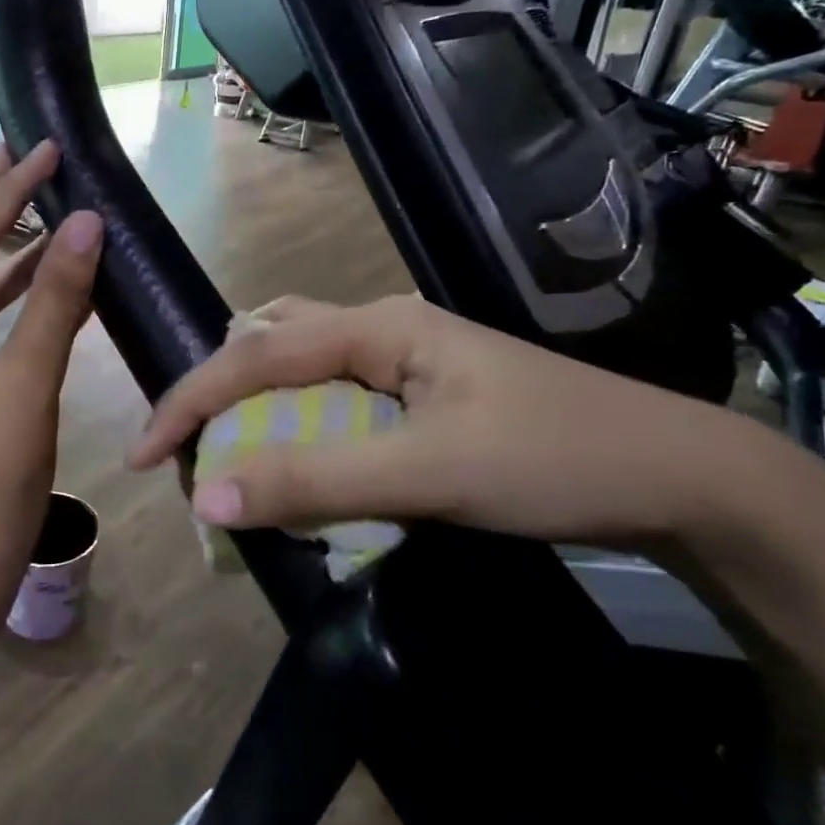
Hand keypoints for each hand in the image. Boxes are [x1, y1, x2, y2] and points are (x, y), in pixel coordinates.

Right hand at [129, 295, 759, 548]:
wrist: (679, 478)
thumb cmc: (554, 460)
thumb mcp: (427, 473)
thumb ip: (315, 482)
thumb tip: (207, 498)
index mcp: (378, 326)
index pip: (256, 353)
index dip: (192, 400)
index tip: (145, 456)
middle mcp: (383, 330)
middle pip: (272, 341)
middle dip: (221, 390)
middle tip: (190, 446)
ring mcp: (405, 364)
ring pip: (304, 369)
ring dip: (260, 408)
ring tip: (230, 453)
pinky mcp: (422, 398)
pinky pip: (336, 403)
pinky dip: (301, 430)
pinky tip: (299, 462)